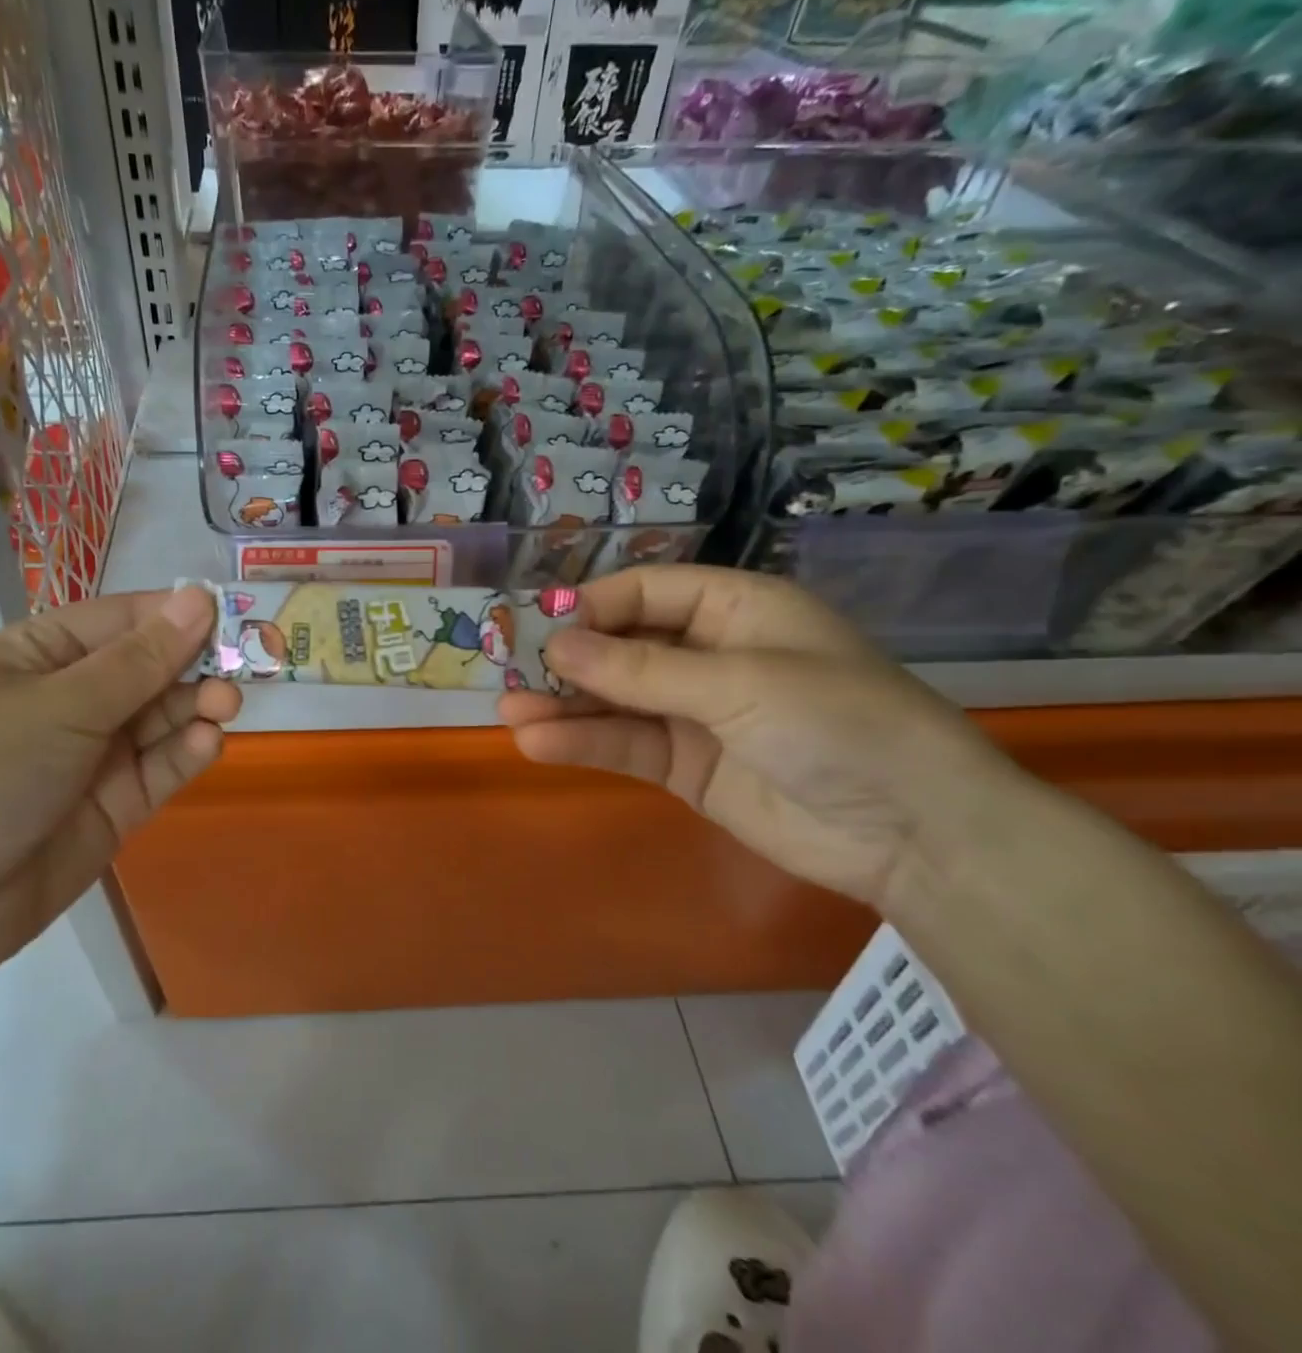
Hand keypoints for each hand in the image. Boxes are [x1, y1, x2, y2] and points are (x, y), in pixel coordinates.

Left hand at [0, 587, 239, 983]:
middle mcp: (73, 697)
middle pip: (150, 666)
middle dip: (192, 663)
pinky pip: (163, 766)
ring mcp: (98, 752)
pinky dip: (187, 752)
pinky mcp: (119, 802)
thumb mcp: (61, 707)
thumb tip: (199, 599)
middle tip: (240, 667)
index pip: (121, 619)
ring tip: (224, 706)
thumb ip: (139, 660)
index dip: (174, 613)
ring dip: (196, 705)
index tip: (230, 613)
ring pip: (163, 715)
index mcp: (41, 654)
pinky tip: (205, 743)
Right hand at [497, 566, 1025, 911]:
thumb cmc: (838, 724)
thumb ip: (641, 669)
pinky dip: (584, 744)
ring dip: (565, 706)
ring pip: (615, 701)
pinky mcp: (687, 766)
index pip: (647, 591)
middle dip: (570, 661)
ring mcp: (695, 713)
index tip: (547, 628)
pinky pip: (626, 745)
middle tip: (511, 672)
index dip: (596, 606)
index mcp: (735, 609)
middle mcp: (709, 654)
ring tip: (509, 712)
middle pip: (622, 647)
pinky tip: (539, 743)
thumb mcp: (738, 683)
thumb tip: (557, 645)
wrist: (915, 833)